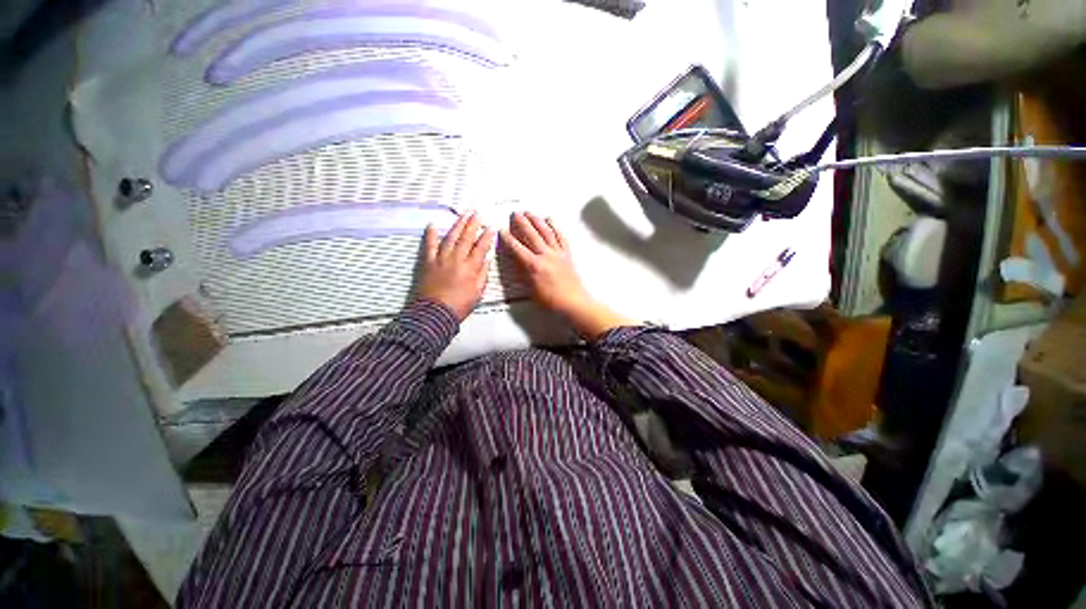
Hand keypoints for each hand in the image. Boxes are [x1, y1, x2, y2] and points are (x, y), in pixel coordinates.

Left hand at [418, 212, 495, 321]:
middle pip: (467, 238)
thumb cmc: (459, 305)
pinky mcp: (428, 262)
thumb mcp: (478, 292)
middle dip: (473, 224)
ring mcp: (441, 259)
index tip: (491, 227)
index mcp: (471, 268)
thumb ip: (483, 275)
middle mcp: (457, 259)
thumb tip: (486, 261)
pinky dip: (431, 234)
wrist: (436, 313)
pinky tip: (434, 225)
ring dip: (458, 225)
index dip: (487, 236)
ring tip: (463, 215)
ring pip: (451, 237)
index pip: (481, 247)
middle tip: (477, 214)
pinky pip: (429, 245)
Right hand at [501, 212, 635, 339]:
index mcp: (534, 266)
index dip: (508, 239)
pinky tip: (550, 219)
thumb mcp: (531, 290)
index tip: (502, 230)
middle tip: (515, 213)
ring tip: (529, 212)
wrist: (572, 302)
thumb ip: (523, 274)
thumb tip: (516, 261)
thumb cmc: (551, 300)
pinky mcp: (567, 254)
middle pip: (532, 235)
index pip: (517, 248)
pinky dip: (555, 227)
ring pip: (546, 232)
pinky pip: (561, 236)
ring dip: (537, 220)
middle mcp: (546, 255)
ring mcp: (558, 253)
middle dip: (522, 223)